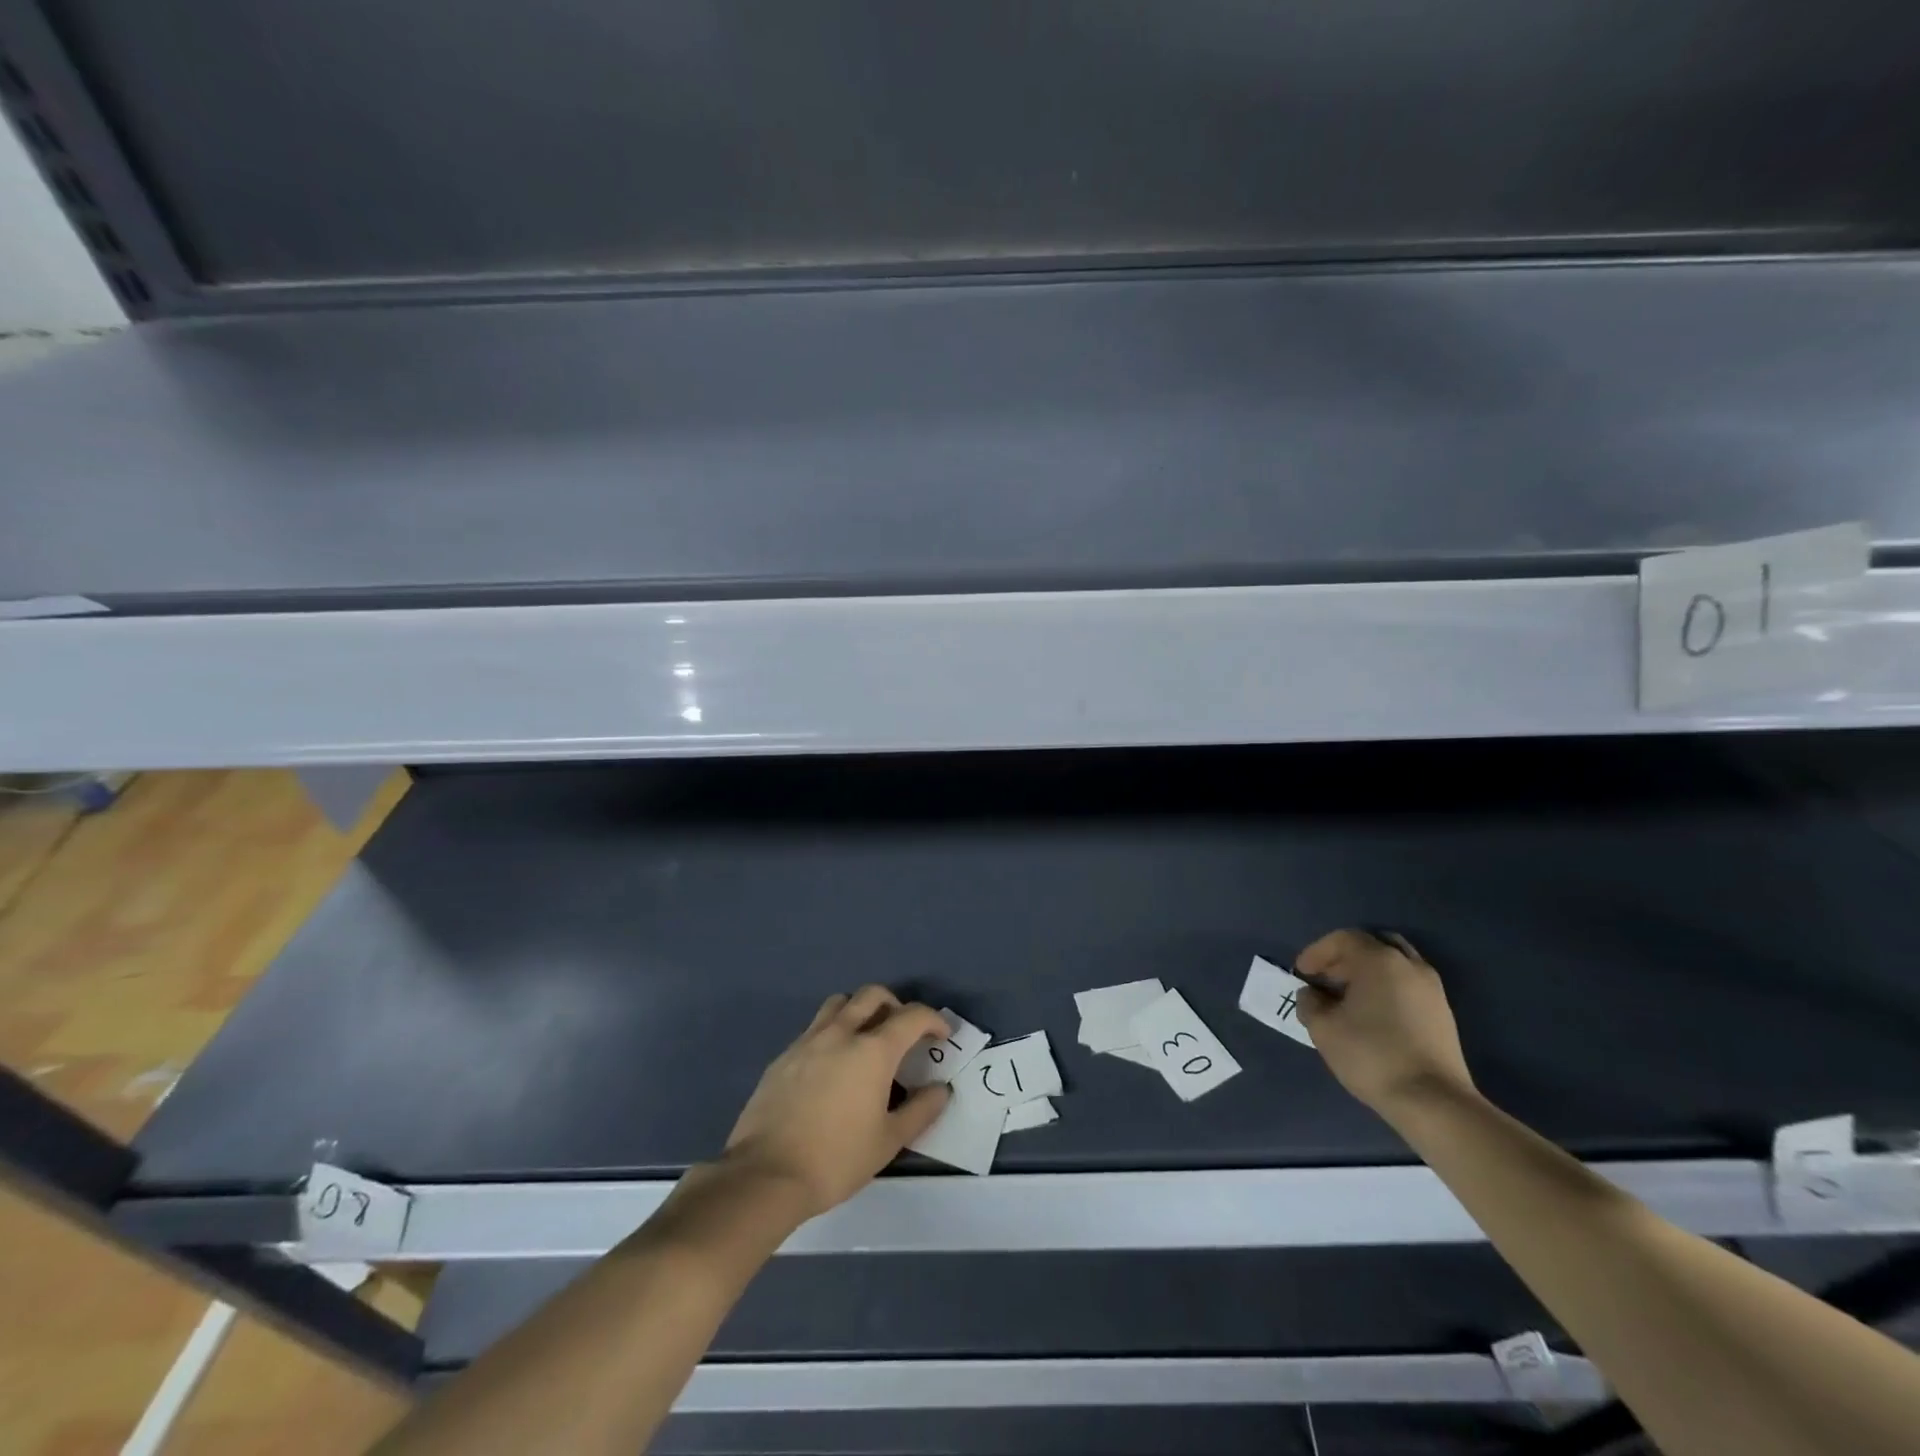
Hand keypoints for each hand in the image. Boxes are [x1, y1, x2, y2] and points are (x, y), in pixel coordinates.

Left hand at [722, 987, 951, 1219]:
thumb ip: (920, 1110)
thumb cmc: (835, 1159)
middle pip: (872, 995)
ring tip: (866, 1039)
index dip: (933, 1020)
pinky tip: (832, 1066)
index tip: (942, 1035)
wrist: (765, 1175)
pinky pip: (815, 1028)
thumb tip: (940, 1089)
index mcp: (872, 1050)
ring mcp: (808, 1040)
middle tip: (904, 1032)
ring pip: (839, 1003)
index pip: (912, 1016)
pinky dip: (833, 1033)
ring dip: (860, 1010)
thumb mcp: (888, 1142)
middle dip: (895, 1005)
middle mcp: (841, 1033)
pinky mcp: (784, 1056)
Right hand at [1295, 929, 1476, 1118]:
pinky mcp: (1443, 1014)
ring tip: (1347, 999)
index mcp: (1379, 960)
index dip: (1317, 952)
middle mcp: (1409, 965)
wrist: (1434, 1102)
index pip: (1343, 939)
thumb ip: (1310, 1002)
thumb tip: (1312, 995)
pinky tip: (1372, 1016)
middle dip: (1344, 958)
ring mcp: (1432, 989)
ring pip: (1394, 965)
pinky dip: (1386, 988)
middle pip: (1372, 945)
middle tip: (1325, 980)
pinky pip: (1407, 985)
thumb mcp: (1323, 1028)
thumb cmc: (1372, 1055)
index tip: (1301, 974)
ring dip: (1367, 973)